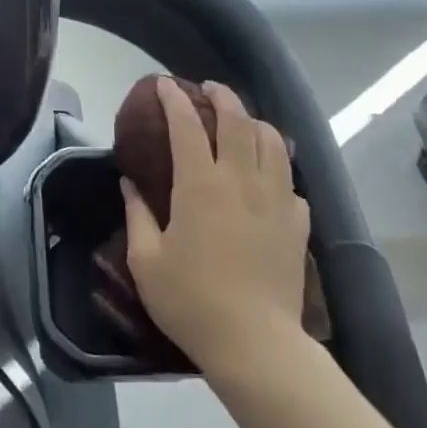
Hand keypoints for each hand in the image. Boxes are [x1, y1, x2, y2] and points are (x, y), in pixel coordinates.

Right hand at [121, 79, 311, 378]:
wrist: (255, 344)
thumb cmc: (191, 301)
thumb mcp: (147, 260)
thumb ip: (137, 215)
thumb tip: (129, 184)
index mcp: (201, 186)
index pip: (188, 126)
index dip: (174, 100)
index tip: (163, 84)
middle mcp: (242, 181)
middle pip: (239, 121)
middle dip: (222, 96)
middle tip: (208, 89)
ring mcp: (276, 201)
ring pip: (273, 142)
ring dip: (255, 122)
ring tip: (242, 122)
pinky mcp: (297, 224)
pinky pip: (290, 181)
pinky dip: (277, 167)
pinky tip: (267, 177)